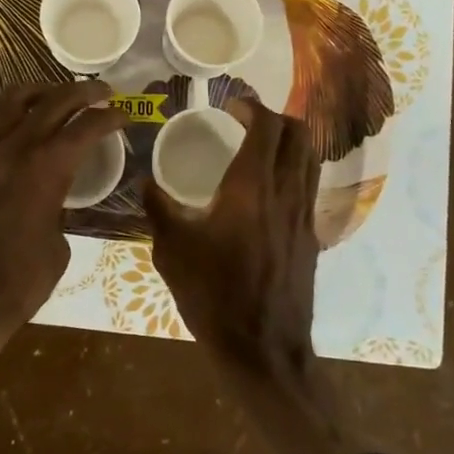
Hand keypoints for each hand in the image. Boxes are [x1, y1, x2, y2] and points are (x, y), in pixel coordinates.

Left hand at [0, 81, 126, 403]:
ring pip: (13, 102)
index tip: (124, 115)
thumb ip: (60, 207)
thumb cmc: (20, 282)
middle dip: (83, 92)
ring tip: (58, 98)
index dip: (110, 117)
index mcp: (47, 168)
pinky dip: (12, 122)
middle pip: (53, 100)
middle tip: (102, 93)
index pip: (86, 125)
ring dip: (42, 93)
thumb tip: (55, 198)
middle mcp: (14, 149)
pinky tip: (21, 136)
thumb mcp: (59, 245)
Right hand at [143, 95, 320, 372]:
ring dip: (289, 141)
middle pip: (298, 134)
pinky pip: (308, 185)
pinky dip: (293, 169)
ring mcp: (304, 214)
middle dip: (276, 117)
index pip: (266, 127)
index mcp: (250, 187)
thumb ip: (157, 209)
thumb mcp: (172, 250)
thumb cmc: (213, 294)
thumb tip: (143, 181)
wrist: (262, 348)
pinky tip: (268, 188)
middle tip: (248, 121)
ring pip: (310, 158)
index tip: (231, 105)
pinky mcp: (310, 236)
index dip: (252, 107)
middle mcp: (285, 192)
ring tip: (261, 147)